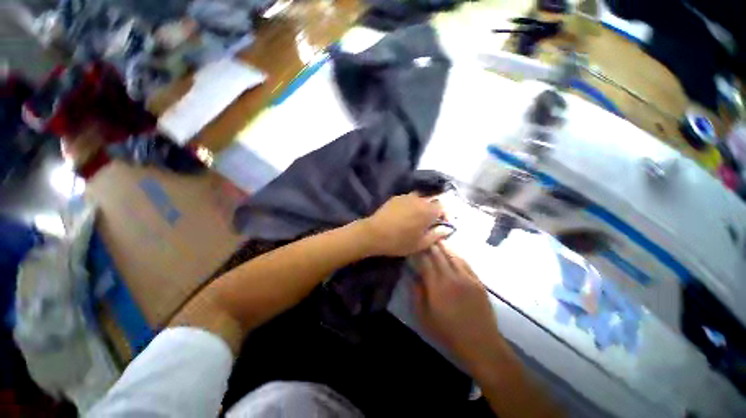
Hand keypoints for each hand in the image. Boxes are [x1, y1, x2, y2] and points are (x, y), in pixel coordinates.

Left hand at [361, 193, 446, 256]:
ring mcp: (406, 197)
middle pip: (431, 201)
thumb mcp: (420, 244)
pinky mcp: (395, 198)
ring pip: (419, 199)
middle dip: (432, 211)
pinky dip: (410, 205)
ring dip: (420, 207)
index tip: (439, 224)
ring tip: (415, 218)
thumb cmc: (399, 241)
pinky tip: (403, 215)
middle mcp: (418, 200)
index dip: (443, 215)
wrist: (374, 233)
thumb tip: (448, 229)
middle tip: (427, 223)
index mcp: (427, 211)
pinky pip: (408, 199)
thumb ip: (436, 235)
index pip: (442, 207)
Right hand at [413, 243, 508, 367]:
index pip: (425, 262)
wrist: (480, 343)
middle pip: (439, 255)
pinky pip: (465, 262)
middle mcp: (451, 277)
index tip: (414, 246)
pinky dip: (457, 254)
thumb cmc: (448, 333)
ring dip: (444, 246)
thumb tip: (413, 278)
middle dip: (430, 245)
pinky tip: (453, 251)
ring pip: (453, 255)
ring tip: (437, 239)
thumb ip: (417, 295)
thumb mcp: (424, 318)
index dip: (419, 252)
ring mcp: (466, 278)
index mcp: (436, 287)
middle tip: (425, 237)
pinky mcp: (477, 281)